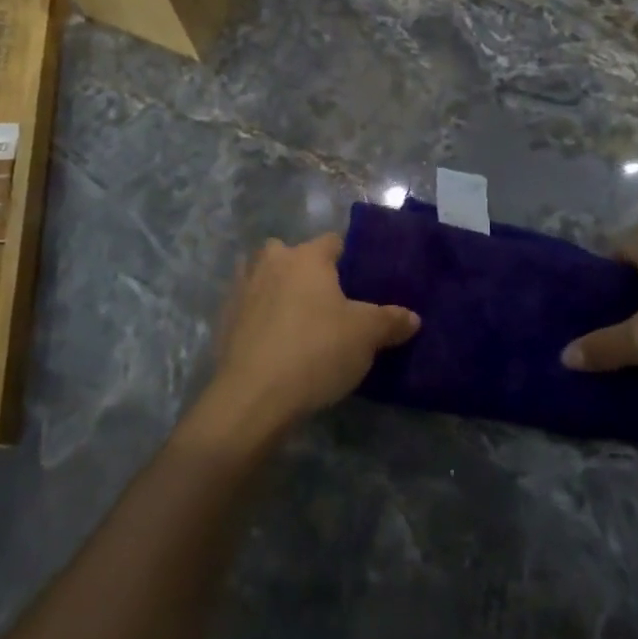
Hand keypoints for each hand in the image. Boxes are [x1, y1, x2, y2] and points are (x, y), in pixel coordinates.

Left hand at [200, 234, 418, 438]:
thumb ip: (391, 321)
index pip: (333, 241)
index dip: (348, 259)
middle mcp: (271, 262)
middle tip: (328, 302)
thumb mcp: (366, 337)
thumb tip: (413, 318)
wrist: (253, 397)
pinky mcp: (224, 320)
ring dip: (278, 290)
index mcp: (307, 257)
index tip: (360, 283)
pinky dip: (260, 317)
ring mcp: (242, 289)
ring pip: (265, 277)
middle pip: (292, 254)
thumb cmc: (316, 351)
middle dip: (307, 271)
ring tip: (299, 321)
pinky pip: (249, 308)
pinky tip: (275, 343)